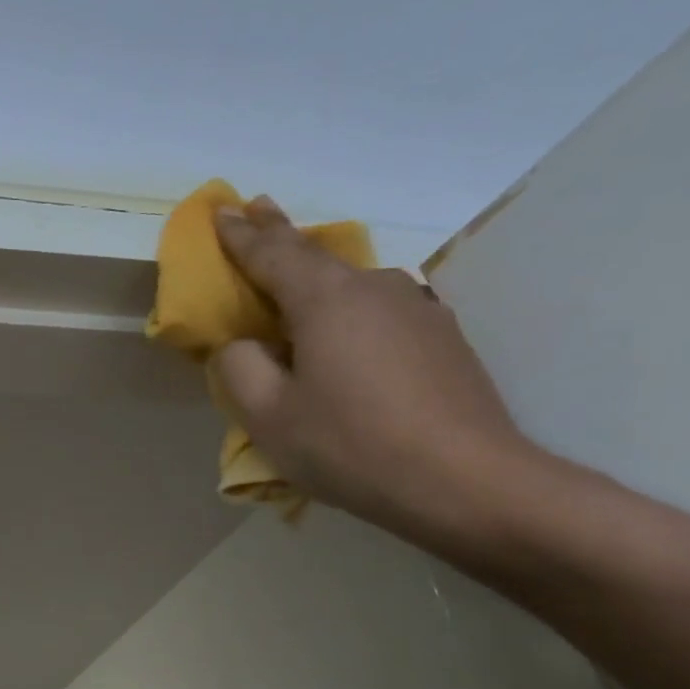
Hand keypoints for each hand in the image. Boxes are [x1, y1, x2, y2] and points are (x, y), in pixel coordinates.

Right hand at [212, 196, 534, 536]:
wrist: (468, 482)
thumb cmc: (351, 446)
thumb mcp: (268, 416)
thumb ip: (239, 368)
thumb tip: (243, 345)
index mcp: (326, 300)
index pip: (271, 254)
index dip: (239, 234)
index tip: (221, 209)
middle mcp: (375, 289)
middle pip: (316, 253)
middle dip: (280, 230)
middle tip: (259, 206)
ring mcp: (417, 310)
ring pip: (352, 282)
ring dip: (317, 273)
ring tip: (297, 275)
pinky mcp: (442, 339)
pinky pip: (379, 310)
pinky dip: (349, 309)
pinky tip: (346, 332)